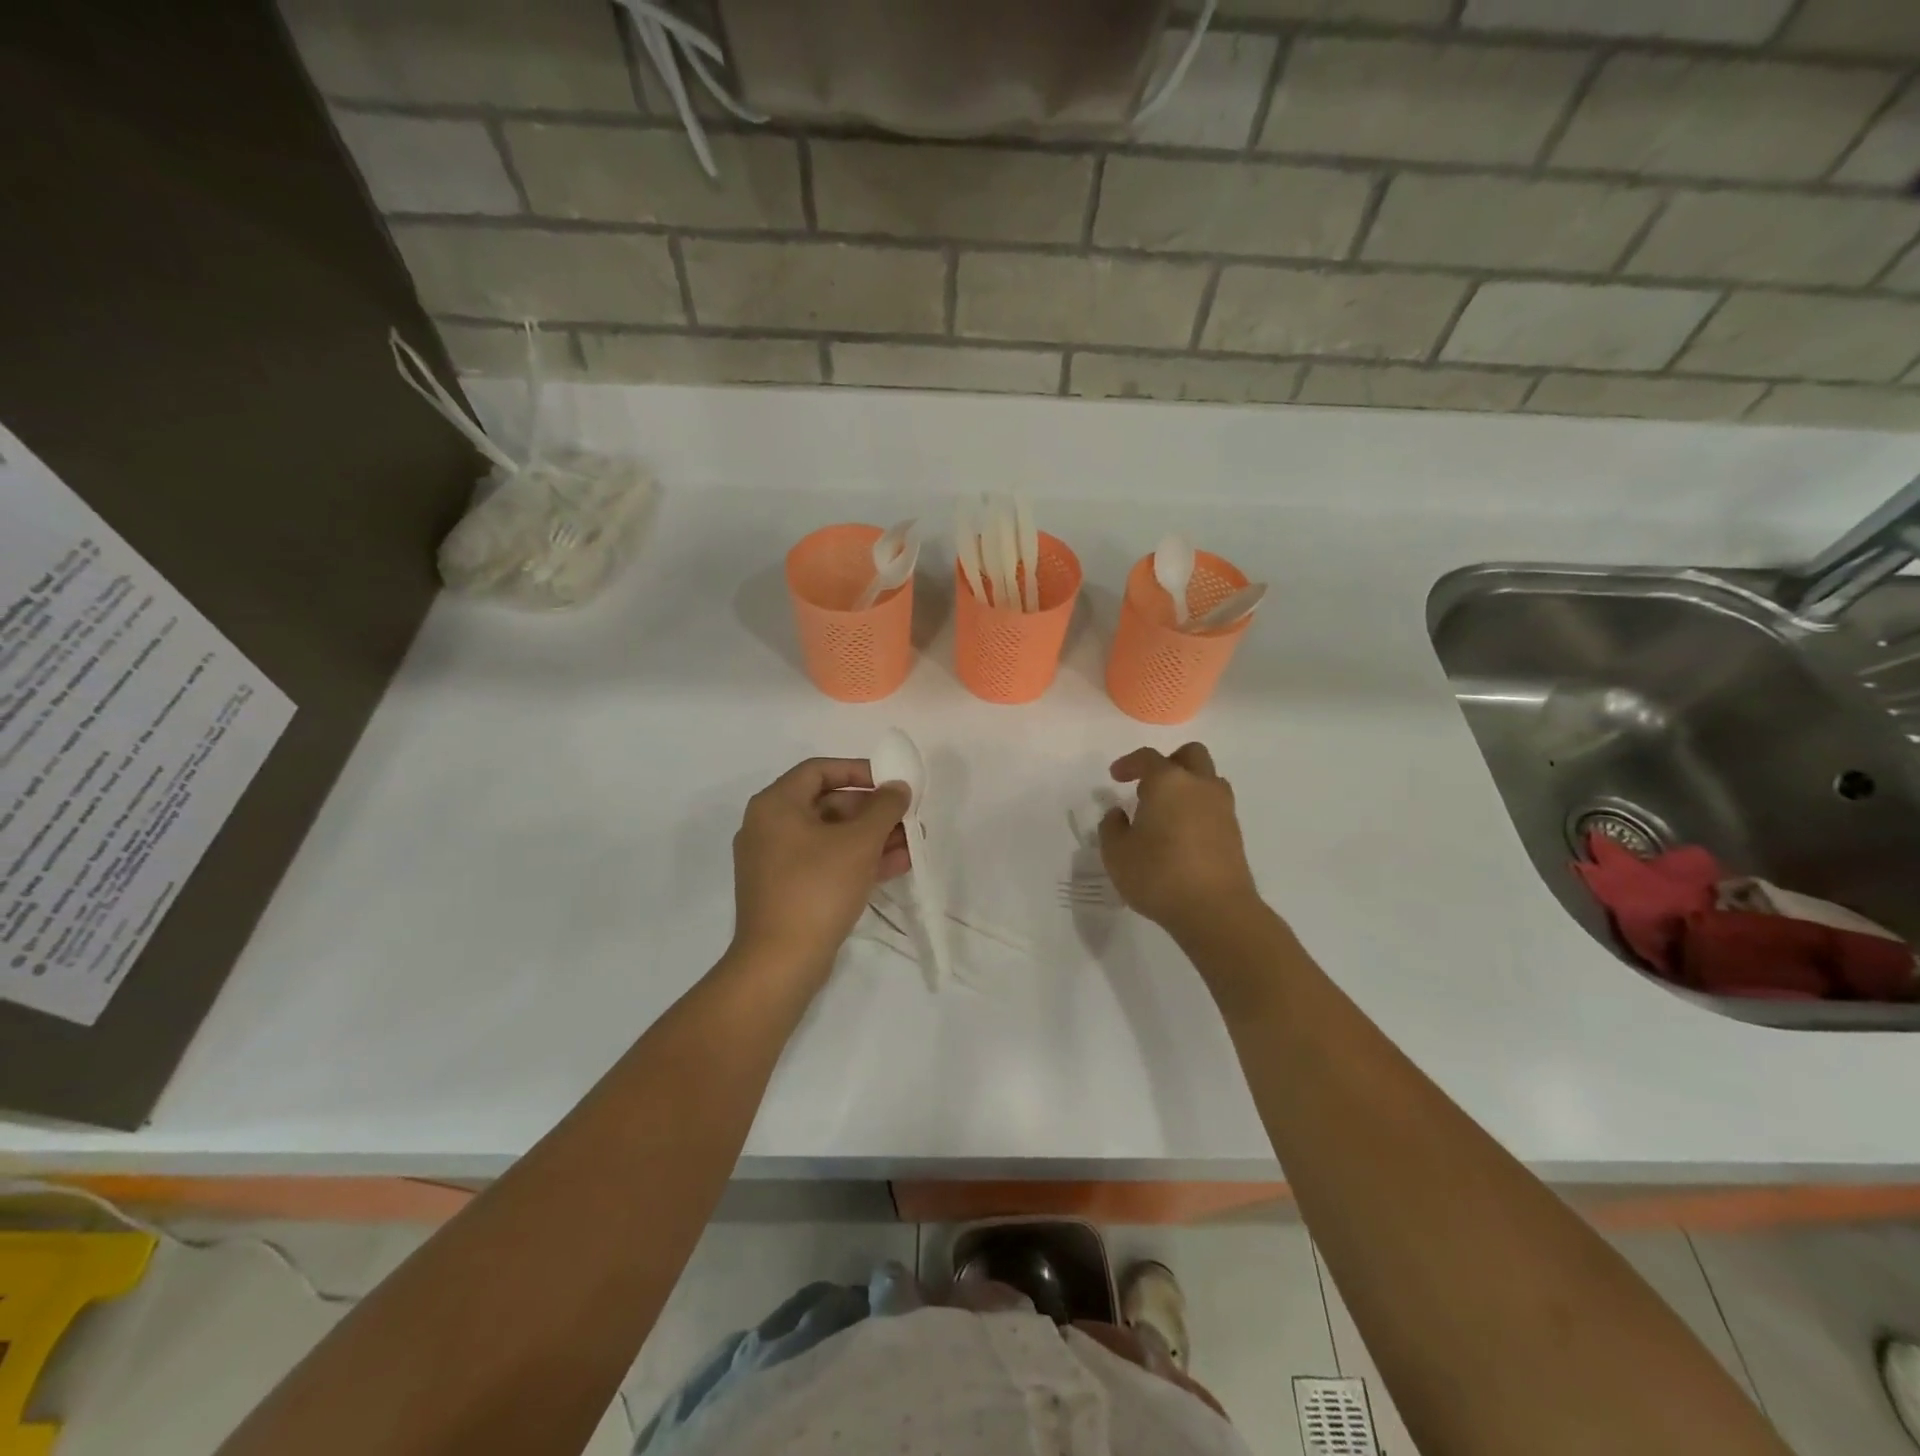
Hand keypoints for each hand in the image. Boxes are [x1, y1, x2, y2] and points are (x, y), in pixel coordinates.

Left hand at [730, 758, 911, 978]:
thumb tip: (898, 786)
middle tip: (906, 817)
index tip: (891, 782)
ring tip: (911, 843)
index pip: (819, 770)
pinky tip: (896, 865)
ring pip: (830, 837)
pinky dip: (856, 860)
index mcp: (775, 805)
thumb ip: (884, 807)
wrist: (780, 962)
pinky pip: (825, 863)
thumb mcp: (859, 842)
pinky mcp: (786, 890)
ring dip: (871, 837)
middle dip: (872, 811)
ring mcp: (775, 862)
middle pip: (828, 804)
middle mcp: (769, 827)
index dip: (859, 771)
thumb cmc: (817, 888)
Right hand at [1100, 743, 1259, 938]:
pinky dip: (1198, 810)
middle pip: (1191, 755)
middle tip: (1149, 784)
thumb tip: (1119, 814)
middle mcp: (1200, 786)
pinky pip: (1215, 807)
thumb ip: (1112, 827)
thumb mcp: (1116, 854)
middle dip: (1169, 762)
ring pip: (1208, 780)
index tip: (1115, 776)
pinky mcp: (1234, 833)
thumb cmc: (1158, 875)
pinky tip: (1181, 835)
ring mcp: (1222, 809)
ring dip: (1188, 786)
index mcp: (1168, 782)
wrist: (1216, 910)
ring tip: (1166, 812)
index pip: (1148, 758)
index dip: (1128, 763)